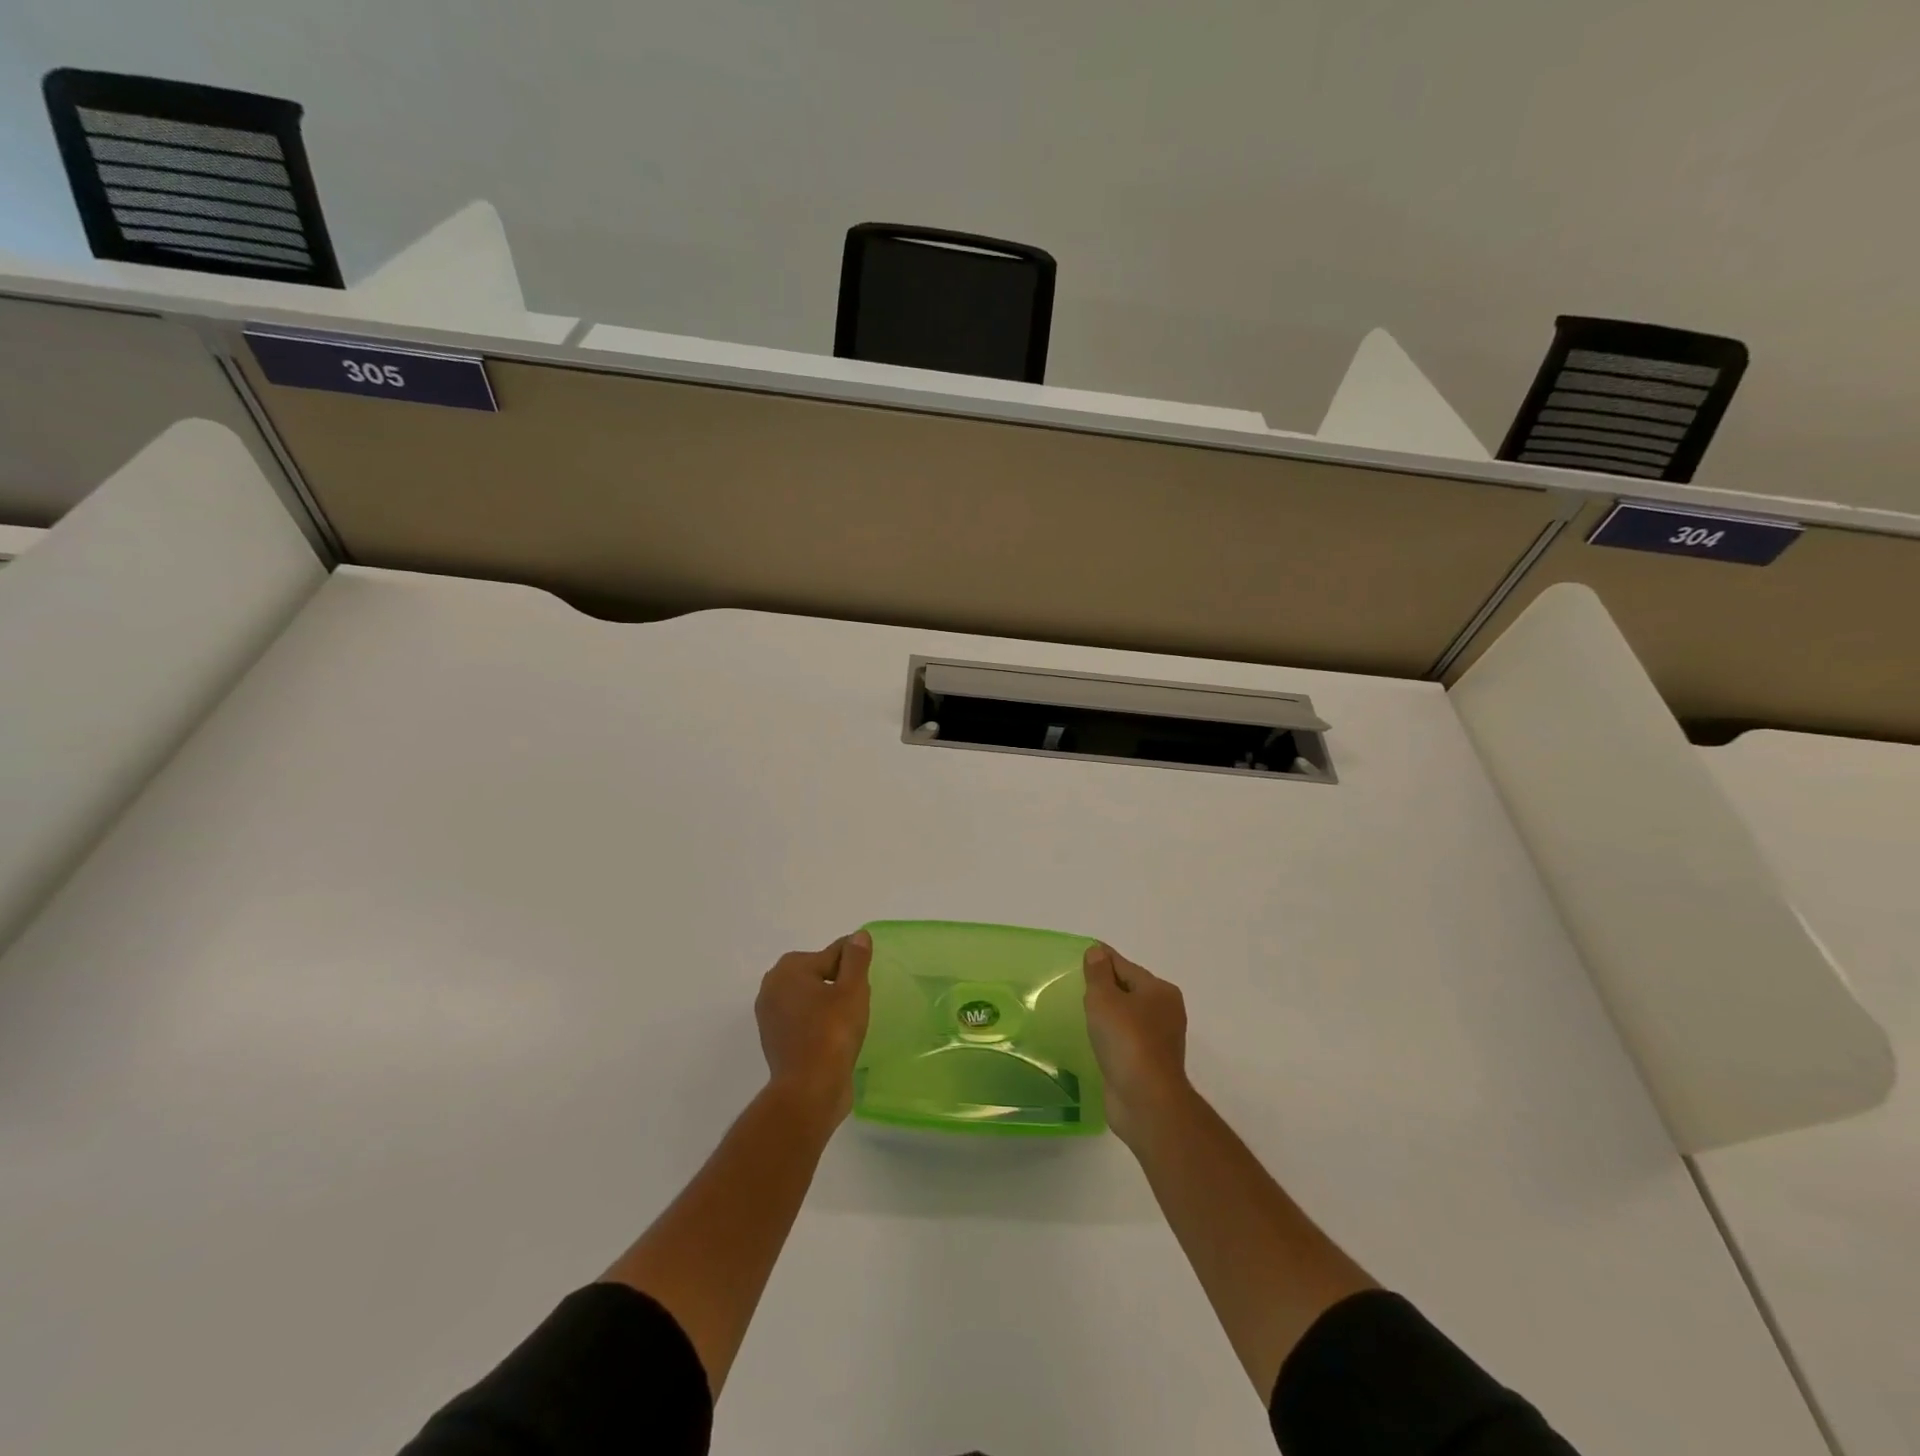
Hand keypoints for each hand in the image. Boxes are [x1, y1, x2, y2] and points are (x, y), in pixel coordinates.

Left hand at [755, 931, 872, 1124]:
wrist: (809, 1091)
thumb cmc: (832, 1033)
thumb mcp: (852, 989)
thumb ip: (856, 959)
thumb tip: (858, 935)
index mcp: (788, 969)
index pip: (831, 954)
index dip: (853, 966)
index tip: (865, 982)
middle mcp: (772, 987)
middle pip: (817, 974)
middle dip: (839, 984)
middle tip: (859, 1003)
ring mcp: (770, 1017)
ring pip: (810, 999)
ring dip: (829, 1005)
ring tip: (851, 1022)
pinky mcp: (775, 1041)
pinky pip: (803, 1021)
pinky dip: (819, 1024)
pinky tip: (836, 1038)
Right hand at [1083, 943, 1190, 1144]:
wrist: (1146, 1101)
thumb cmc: (1126, 1041)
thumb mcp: (1104, 999)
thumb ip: (1098, 973)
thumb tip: (1097, 952)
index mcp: (1159, 991)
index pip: (1124, 966)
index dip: (1101, 959)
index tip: (1080, 955)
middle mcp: (1165, 1012)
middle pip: (1128, 990)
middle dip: (1105, 987)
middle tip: (1075, 985)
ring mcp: (1159, 1041)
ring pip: (1127, 1017)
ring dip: (1107, 1014)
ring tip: (1080, 1012)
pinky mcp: (1150, 1065)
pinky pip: (1125, 1040)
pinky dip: (1111, 1037)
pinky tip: (1093, 1040)